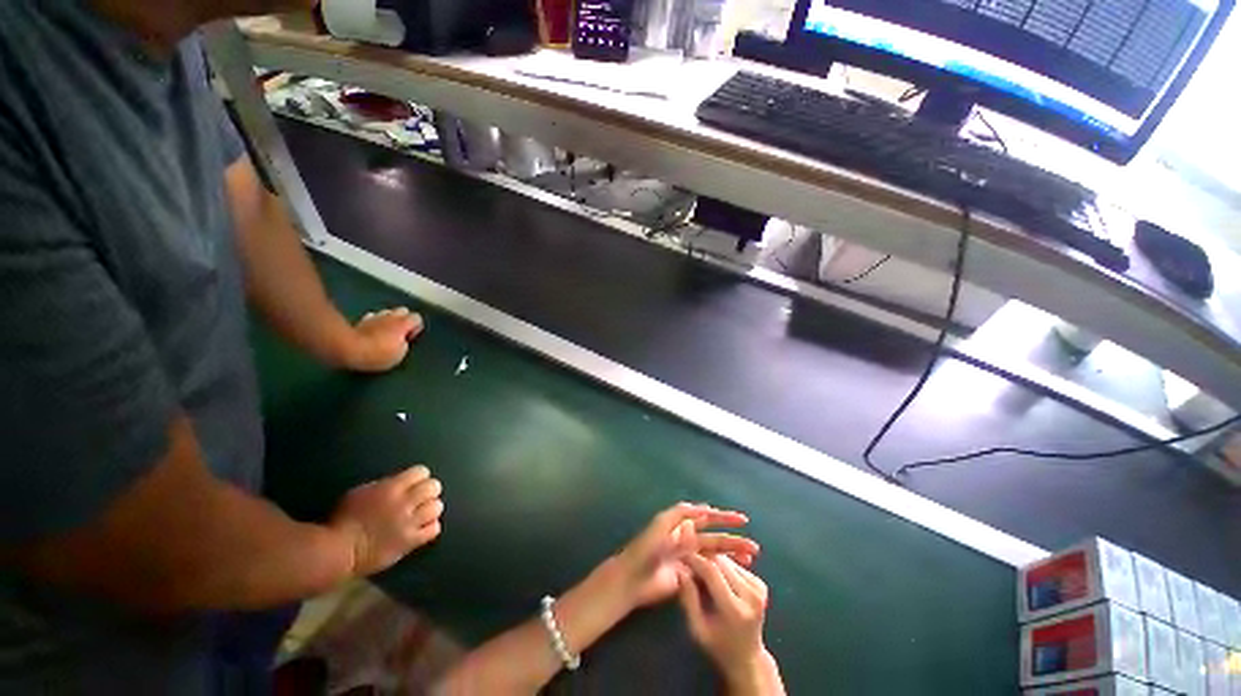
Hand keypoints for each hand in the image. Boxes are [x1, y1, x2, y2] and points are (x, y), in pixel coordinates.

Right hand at [329, 465, 443, 576]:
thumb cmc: (342, 521)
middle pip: (433, 487)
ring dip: (431, 509)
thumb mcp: (360, 493)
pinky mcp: (410, 542)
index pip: (421, 472)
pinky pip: (434, 529)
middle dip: (429, 491)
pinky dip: (431, 528)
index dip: (420, 477)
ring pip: (437, 507)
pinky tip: (423, 529)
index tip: (415, 483)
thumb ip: (383, 486)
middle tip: (421, 499)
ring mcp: (409, 523)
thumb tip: (397, 483)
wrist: (338, 551)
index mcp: (392, 488)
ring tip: (423, 514)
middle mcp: (404, 502)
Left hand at [342, 307, 423, 372]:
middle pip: (403, 310)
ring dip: (389, 319)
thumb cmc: (378, 354)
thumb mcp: (400, 354)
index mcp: (402, 324)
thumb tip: (403, 341)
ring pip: (387, 312)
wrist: (348, 350)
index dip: (416, 327)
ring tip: (387, 331)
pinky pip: (372, 317)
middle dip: (404, 319)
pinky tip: (372, 331)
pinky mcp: (360, 321)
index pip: (417, 318)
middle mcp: (390, 317)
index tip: (411, 338)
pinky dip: (374, 322)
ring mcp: (374, 317)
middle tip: (401, 333)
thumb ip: (405, 343)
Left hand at [612, 503, 757, 609]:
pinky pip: (709, 570)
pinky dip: (723, 570)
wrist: (633, 578)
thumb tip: (705, 508)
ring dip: (732, 555)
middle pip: (714, 538)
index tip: (742, 520)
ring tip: (751, 559)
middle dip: (733, 540)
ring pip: (715, 555)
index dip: (723, 518)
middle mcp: (687, 539)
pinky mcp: (688, 576)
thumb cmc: (646, 547)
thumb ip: (682, 513)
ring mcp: (689, 559)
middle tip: (754, 546)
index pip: (706, 518)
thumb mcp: (662, 523)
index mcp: (681, 525)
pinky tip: (735, 572)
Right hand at [680, 554, 779, 694]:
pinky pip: (735, 566)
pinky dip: (721, 567)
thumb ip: (688, 599)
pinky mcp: (761, 584)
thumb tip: (680, 570)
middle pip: (721, 562)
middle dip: (702, 558)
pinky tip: (714, 577)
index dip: (695, 560)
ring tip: (699, 571)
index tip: (681, 556)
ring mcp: (759, 589)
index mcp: (735, 610)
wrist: (748, 658)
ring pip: (727, 561)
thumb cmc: (718, 646)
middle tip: (687, 562)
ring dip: (711, 561)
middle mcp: (751, 596)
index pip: (712, 572)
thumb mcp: (697, 629)